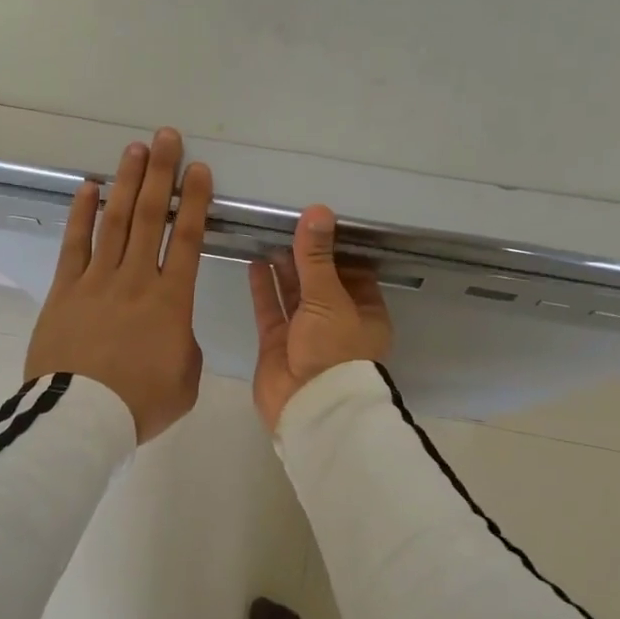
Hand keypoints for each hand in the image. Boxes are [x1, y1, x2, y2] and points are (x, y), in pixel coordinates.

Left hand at [24, 128, 212, 443]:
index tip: (198, 169)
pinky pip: (74, 244)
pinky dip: (82, 213)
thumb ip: (185, 346)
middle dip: (161, 173)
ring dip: (126, 182)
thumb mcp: (186, 379)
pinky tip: (89, 188)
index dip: (195, 201)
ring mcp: (97, 280)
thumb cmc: (139, 403)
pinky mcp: (65, 290)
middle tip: (166, 138)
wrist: (80, 419)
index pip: (189, 239)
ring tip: (134, 150)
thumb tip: (172, 330)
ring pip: (115, 221)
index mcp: (172, 300)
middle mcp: (136, 278)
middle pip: (151, 216)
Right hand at [249, 206, 392, 432]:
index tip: (318, 221)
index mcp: (364, 312)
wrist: (311, 407)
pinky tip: (255, 262)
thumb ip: (317, 257)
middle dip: (305, 256)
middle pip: (320, 281)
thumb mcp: (329, 298)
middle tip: (287, 222)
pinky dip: (263, 288)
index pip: (353, 272)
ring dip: (283, 268)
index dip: (336, 248)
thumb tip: (317, 211)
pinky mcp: (278, 344)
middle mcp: (337, 321)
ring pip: (293, 294)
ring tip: (268, 236)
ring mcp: (305, 333)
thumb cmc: (334, 350)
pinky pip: (270, 309)